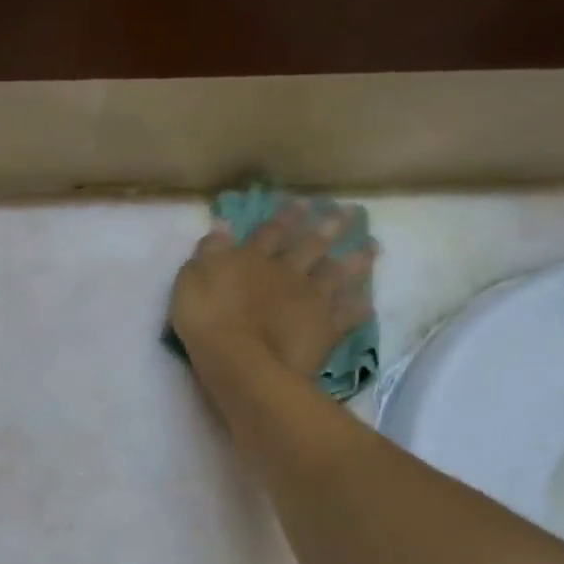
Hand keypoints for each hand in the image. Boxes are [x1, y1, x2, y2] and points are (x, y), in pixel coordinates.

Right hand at [168, 204, 375, 379]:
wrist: (240, 360)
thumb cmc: (207, 318)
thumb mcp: (192, 279)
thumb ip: (210, 251)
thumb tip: (222, 226)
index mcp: (252, 259)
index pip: (270, 232)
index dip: (285, 217)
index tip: (301, 203)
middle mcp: (286, 272)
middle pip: (311, 245)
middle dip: (328, 228)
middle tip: (348, 214)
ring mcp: (310, 299)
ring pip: (336, 274)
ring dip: (354, 260)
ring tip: (370, 247)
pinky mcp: (324, 328)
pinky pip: (347, 314)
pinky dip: (358, 307)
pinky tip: (366, 301)